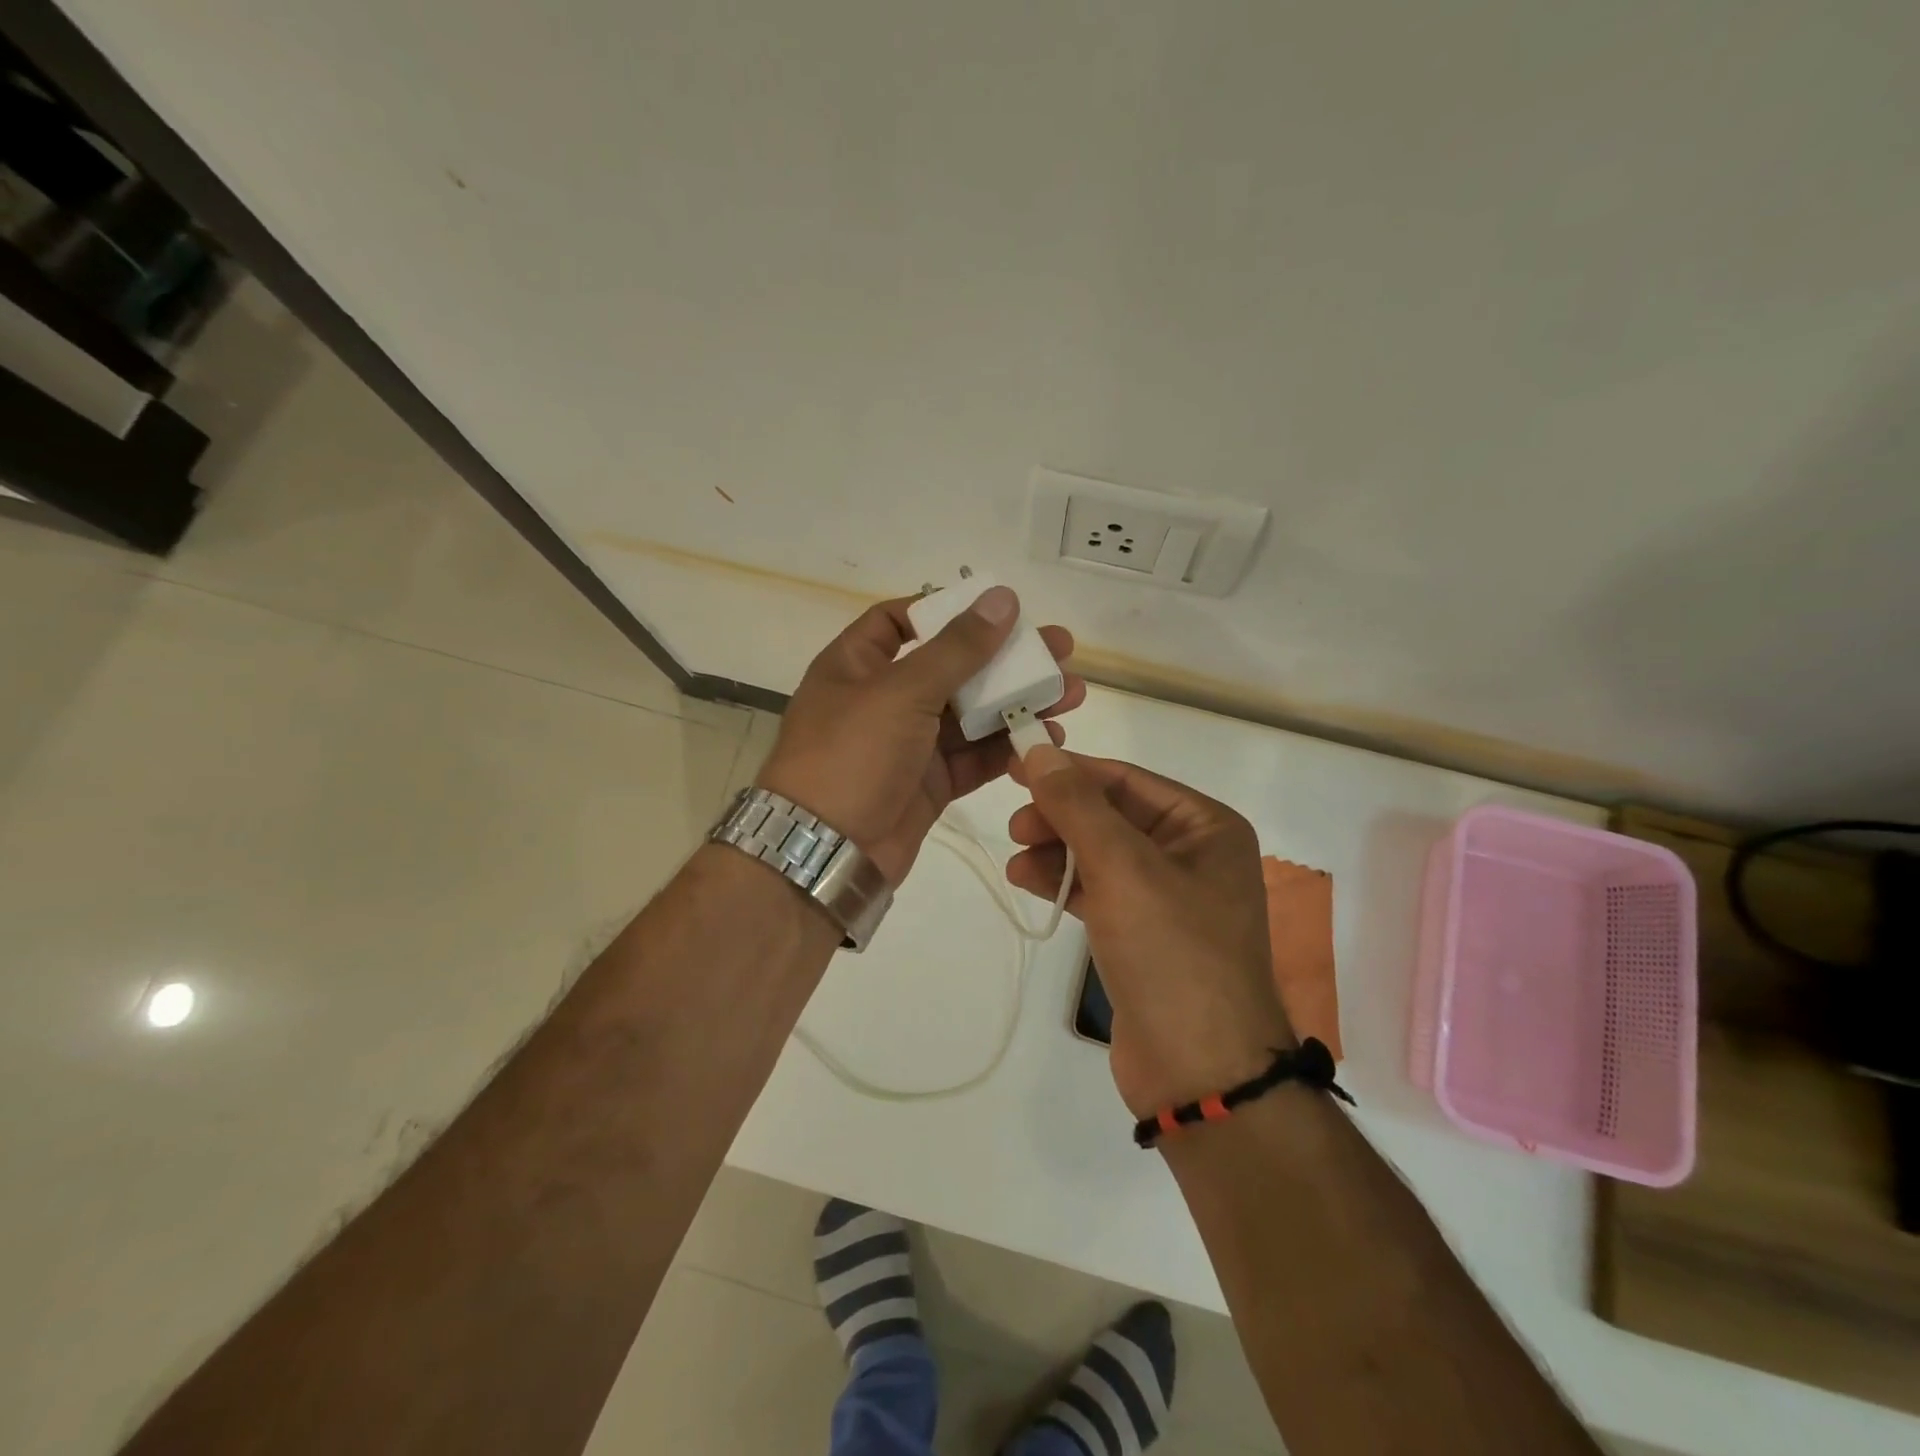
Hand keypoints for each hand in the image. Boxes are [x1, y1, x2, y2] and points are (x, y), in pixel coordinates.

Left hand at [757, 588, 1084, 884]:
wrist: (828, 852)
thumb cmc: (853, 755)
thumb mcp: (902, 691)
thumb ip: (957, 648)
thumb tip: (1002, 597)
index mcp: (857, 665)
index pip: (897, 620)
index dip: (944, 610)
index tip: (995, 610)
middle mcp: (883, 699)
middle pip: (951, 667)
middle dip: (1005, 659)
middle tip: (1060, 650)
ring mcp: (908, 744)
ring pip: (971, 714)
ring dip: (1017, 703)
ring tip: (1071, 695)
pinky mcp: (930, 783)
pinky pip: (974, 757)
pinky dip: (1007, 748)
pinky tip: (1047, 738)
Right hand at [1005, 747, 1291, 1116]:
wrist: (1199, 1071)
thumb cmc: (1172, 953)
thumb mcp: (1123, 868)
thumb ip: (1077, 806)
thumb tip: (1039, 752)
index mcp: (1206, 827)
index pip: (1127, 780)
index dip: (1071, 771)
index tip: (1017, 766)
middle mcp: (1191, 855)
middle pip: (1112, 815)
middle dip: (1062, 816)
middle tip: (1015, 825)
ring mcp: (1167, 898)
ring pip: (1100, 854)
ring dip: (1057, 849)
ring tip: (1016, 856)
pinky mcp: (1142, 934)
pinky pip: (1098, 890)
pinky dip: (1064, 882)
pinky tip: (1027, 879)